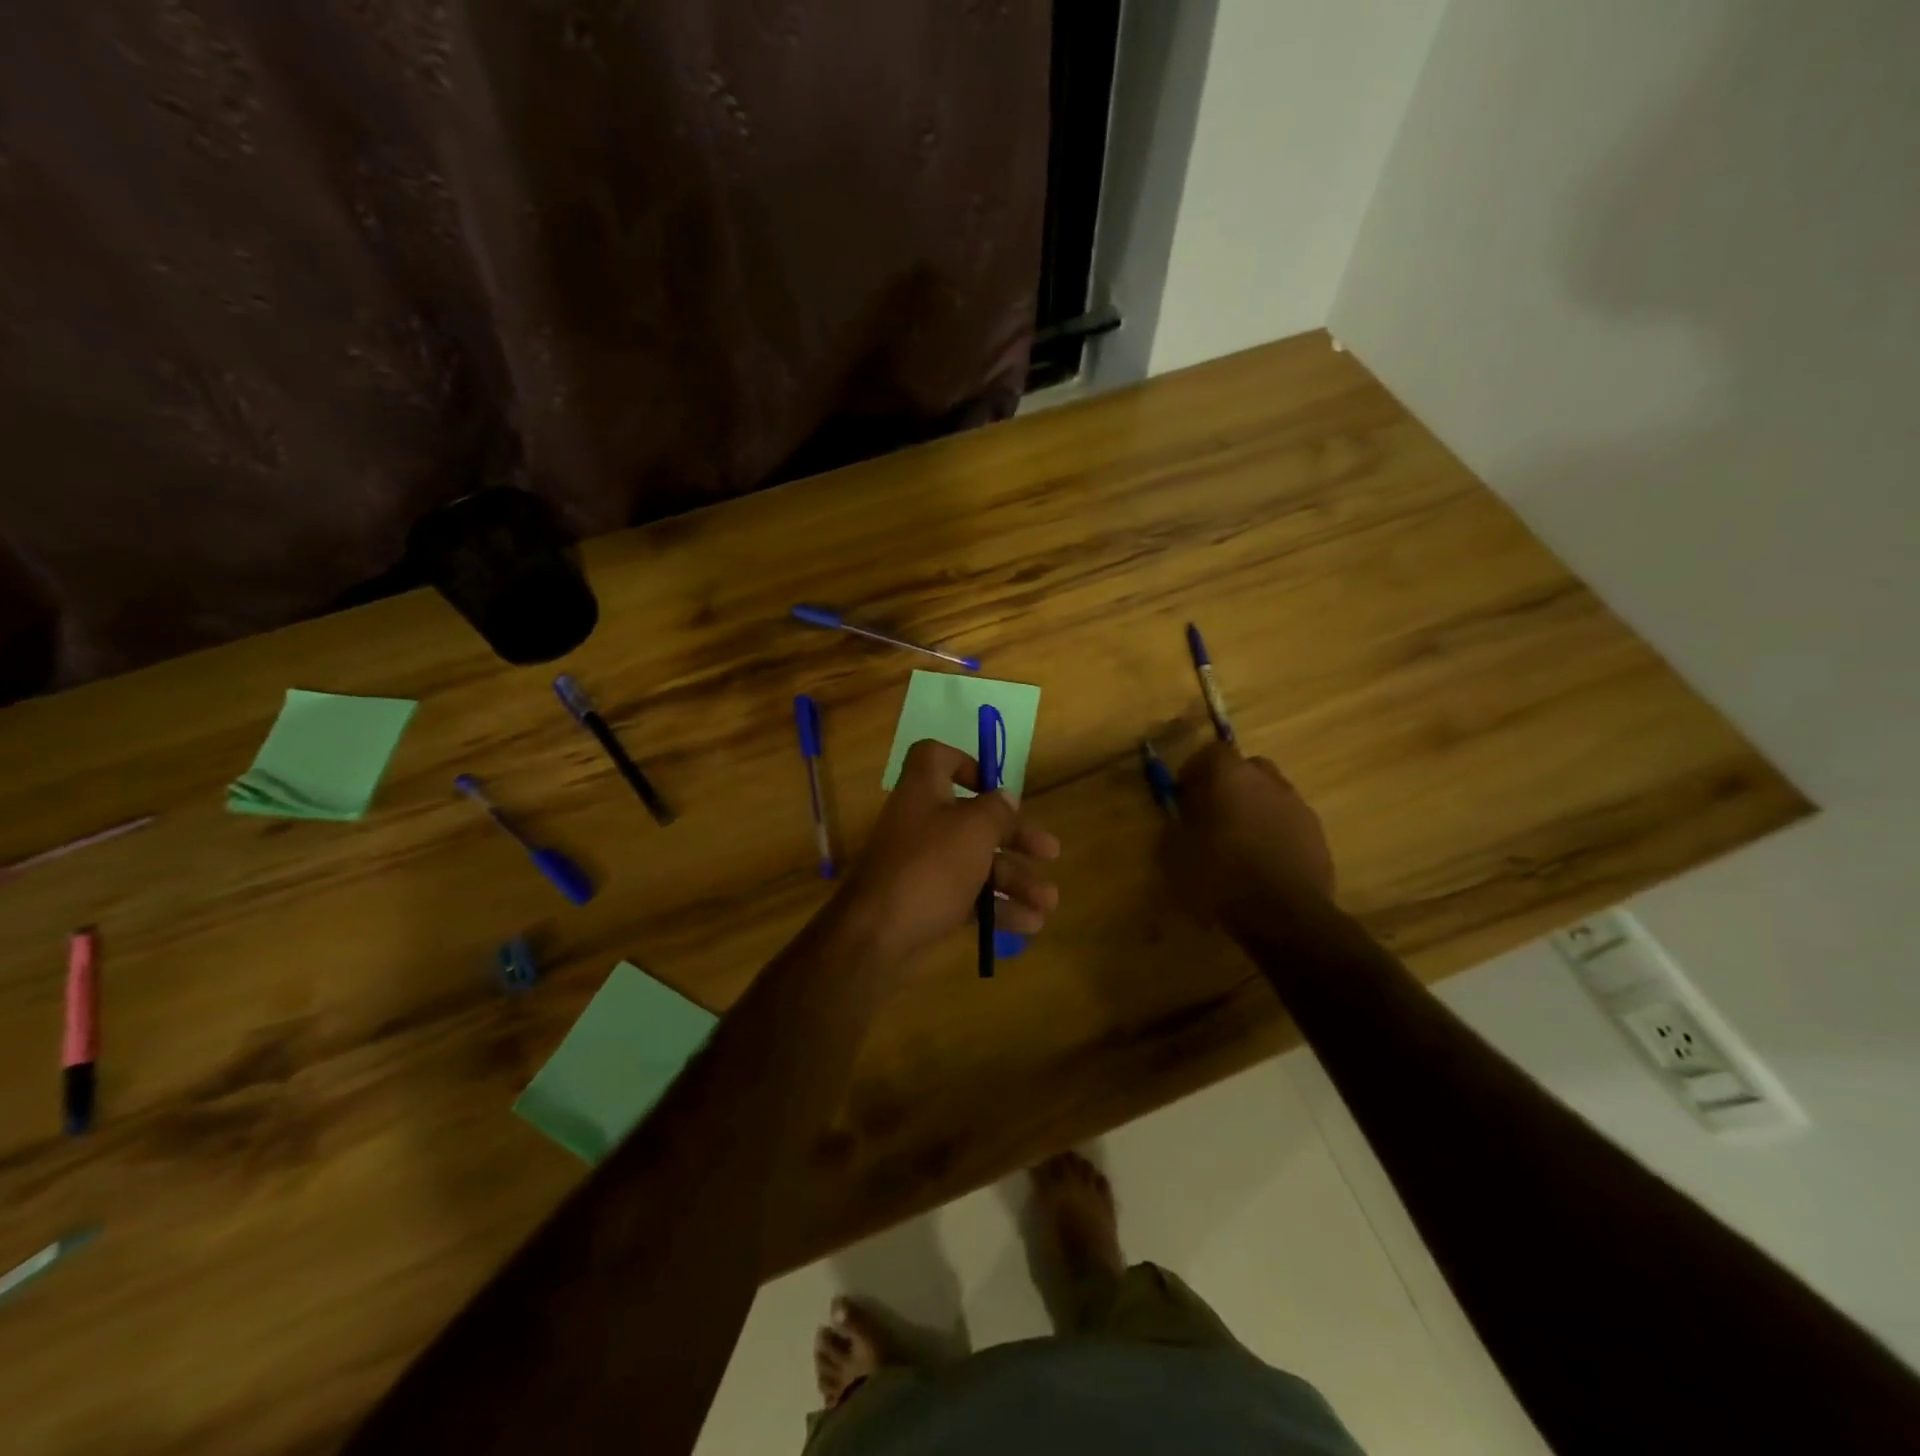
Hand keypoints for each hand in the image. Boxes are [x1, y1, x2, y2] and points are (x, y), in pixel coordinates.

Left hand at [837, 740, 1060, 962]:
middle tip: (1051, 852)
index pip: (935, 757)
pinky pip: (967, 896)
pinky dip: (997, 907)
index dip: (965, 763)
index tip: (994, 786)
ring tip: (1049, 903)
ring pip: (976, 863)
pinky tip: (1029, 925)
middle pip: (973, 819)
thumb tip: (1005, 798)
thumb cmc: (930, 867)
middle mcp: (921, 823)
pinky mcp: (925, 901)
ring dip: (1015, 880)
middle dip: (1016, 837)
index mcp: (923, 792)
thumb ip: (995, 811)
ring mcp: (921, 865)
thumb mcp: (973, 830)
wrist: (877, 935)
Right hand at [1165, 741, 1333, 925]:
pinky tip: (1263, 862)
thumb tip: (1180, 817)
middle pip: (1246, 768)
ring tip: (1238, 843)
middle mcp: (1267, 781)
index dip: (1195, 772)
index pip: (1211, 752)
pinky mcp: (1317, 834)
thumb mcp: (1177, 854)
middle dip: (1228, 786)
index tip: (1184, 796)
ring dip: (1254, 809)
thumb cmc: (1220, 877)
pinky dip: (1274, 832)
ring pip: (1270, 794)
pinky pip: (1288, 821)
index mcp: (1229, 776)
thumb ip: (1177, 826)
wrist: (1284, 915)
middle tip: (1212, 814)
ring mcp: (1297, 805)